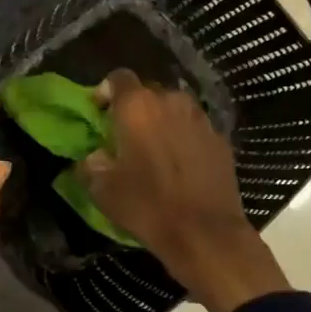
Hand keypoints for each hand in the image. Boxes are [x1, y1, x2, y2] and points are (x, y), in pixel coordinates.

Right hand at [76, 69, 291, 311]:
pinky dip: (183, 138)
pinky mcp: (221, 139)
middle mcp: (171, 101)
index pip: (117, 78)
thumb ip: (90, 164)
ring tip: (153, 150)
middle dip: (134, 109)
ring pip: (173, 109)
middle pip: (148, 92)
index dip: (105, 92)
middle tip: (124, 135)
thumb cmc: (147, 206)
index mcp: (137, 107)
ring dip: (161, 122)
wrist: (205, 233)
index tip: (99, 114)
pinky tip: (179, 165)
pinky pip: (194, 128)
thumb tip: (94, 156)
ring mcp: (200, 118)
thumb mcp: (102, 190)